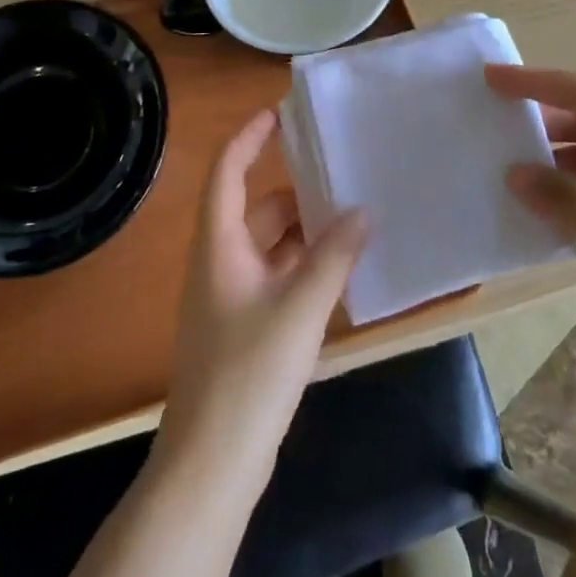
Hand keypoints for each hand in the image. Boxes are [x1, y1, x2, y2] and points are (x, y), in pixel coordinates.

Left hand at [157, 110, 366, 493]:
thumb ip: (333, 257)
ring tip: (352, 218)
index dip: (248, 138)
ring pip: (269, 246)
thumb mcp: (299, 308)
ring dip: (304, 232)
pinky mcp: (243, 328)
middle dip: (295, 191)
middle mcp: (220, 262)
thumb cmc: (249, 372)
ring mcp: (230, 297)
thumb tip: (363, 211)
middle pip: (255, 209)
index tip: (279, 114)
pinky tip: (340, 271)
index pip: (227, 172)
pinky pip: (276, 278)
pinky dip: (303, 267)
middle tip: (341, 174)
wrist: (212, 462)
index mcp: (219, 244)